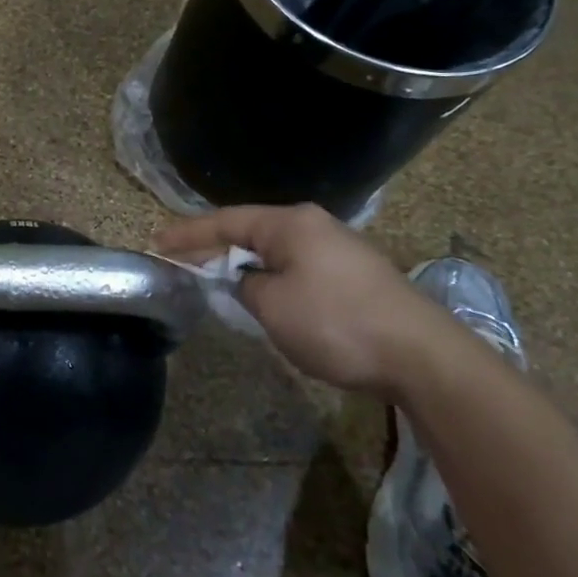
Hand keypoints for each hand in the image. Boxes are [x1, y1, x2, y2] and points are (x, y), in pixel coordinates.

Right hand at [156, 205, 452, 397]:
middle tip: (179, 262)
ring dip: (242, 264)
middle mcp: (313, 225)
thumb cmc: (337, 323)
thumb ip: (244, 286)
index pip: (225, 220)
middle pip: (250, 231)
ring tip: (212, 277)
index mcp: (290, 223)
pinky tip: (260, 293)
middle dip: (213, 247)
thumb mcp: (272, 306)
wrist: (421, 355)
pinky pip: (295, 266)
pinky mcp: (352, 275)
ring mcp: (337, 248)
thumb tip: (245, 281)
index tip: (157, 244)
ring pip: (274, 250)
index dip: (188, 234)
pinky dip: (268, 276)